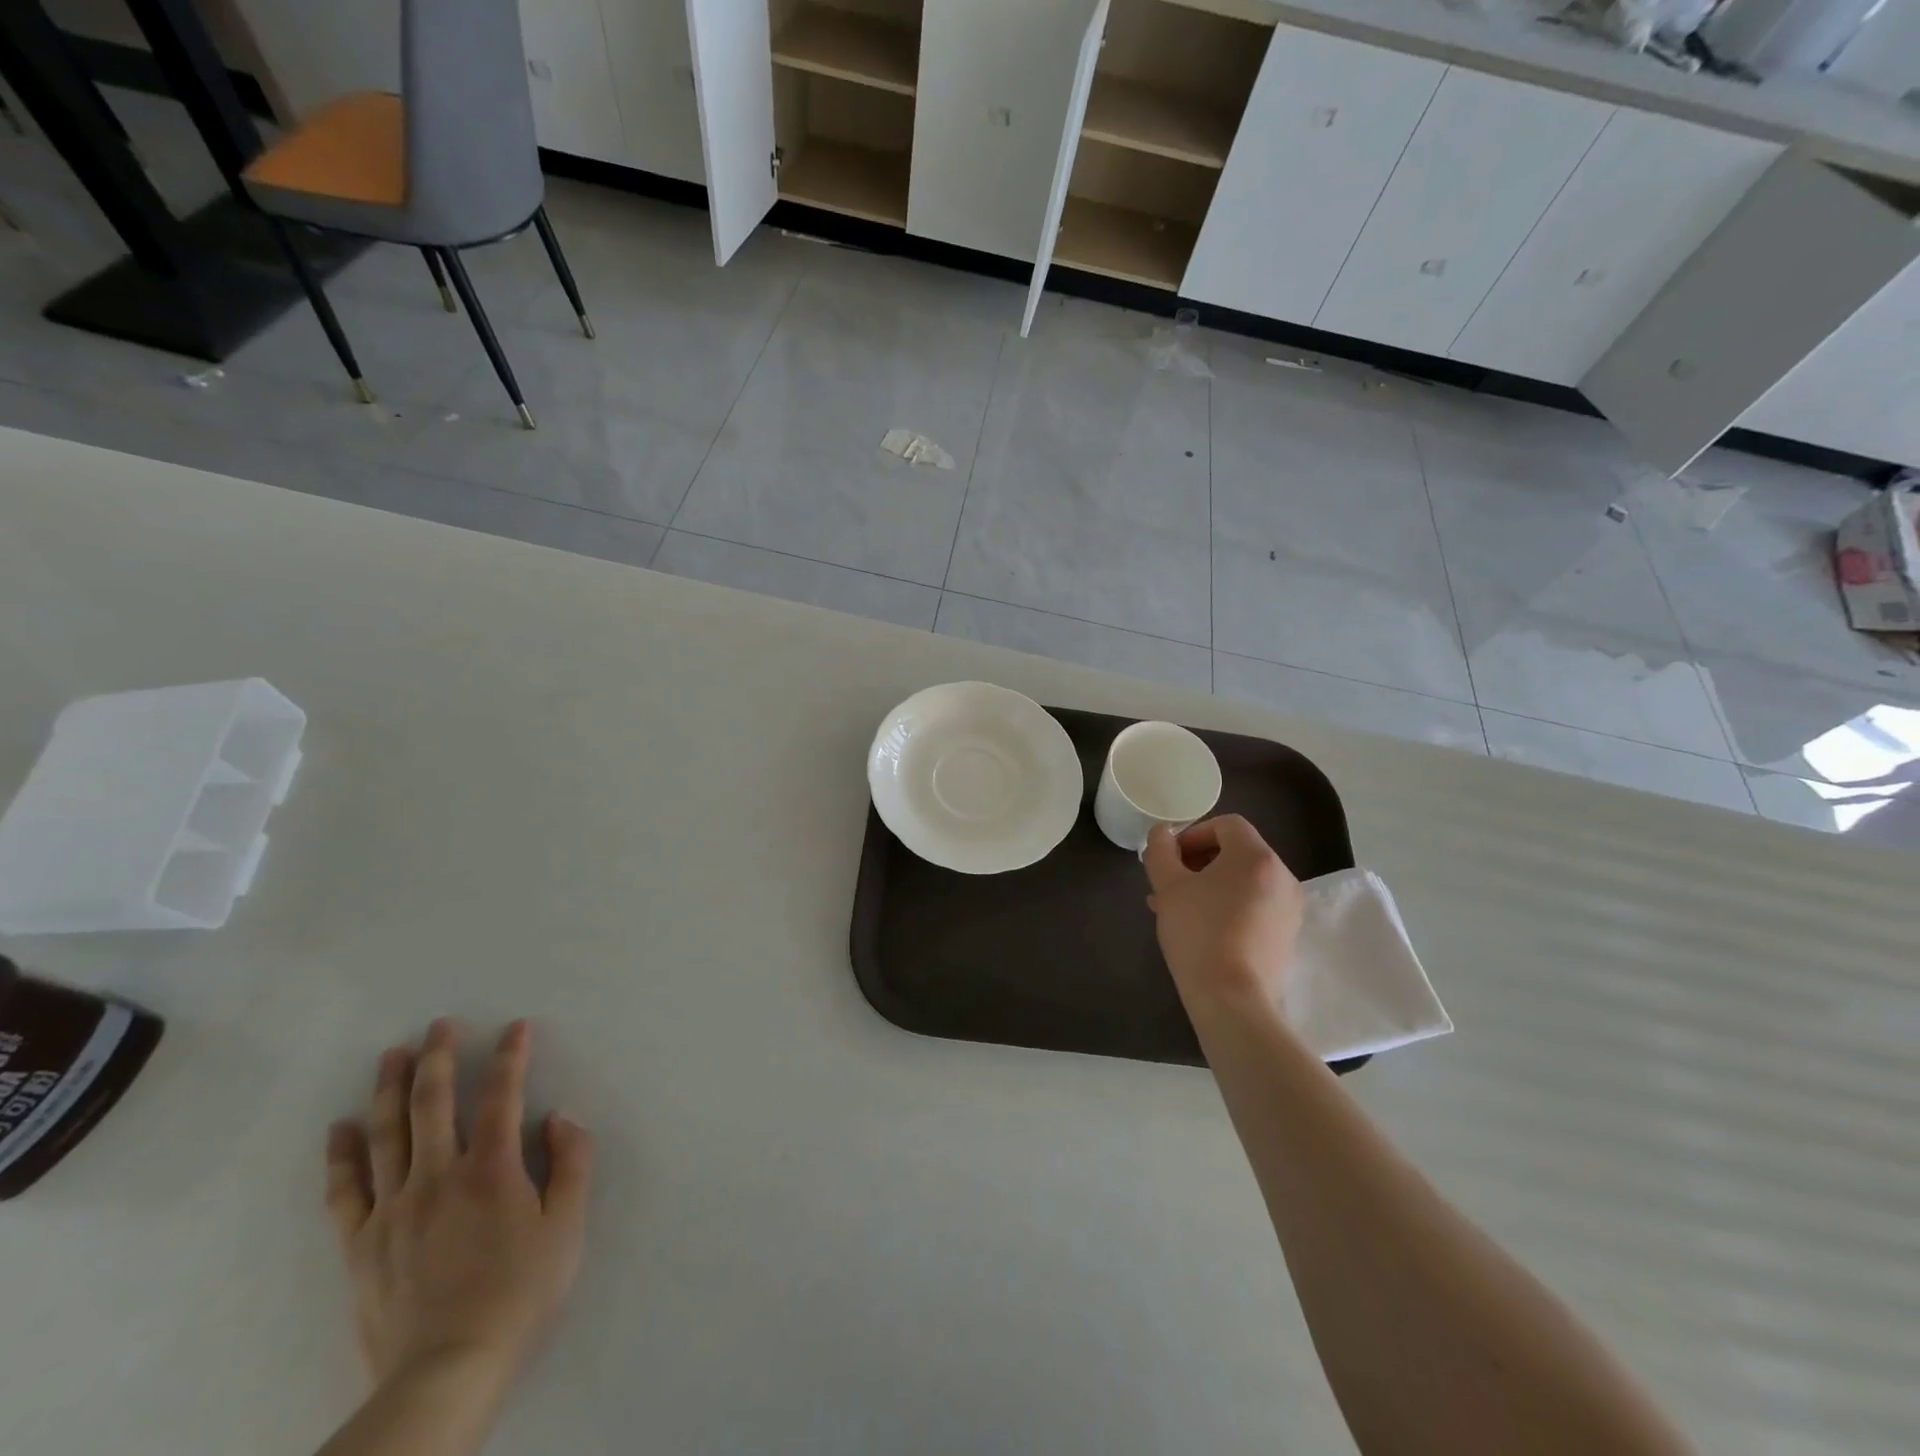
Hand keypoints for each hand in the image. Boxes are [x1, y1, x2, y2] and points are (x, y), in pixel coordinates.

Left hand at [324, 1020, 592, 1401]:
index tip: (516, 1027)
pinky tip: (339, 1129)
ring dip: (390, 1089)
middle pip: (433, 1104)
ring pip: (387, 1135)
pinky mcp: (361, 1243)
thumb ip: (571, 1164)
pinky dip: (341, 1156)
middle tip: (439, 1026)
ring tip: (392, 1055)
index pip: (502, 1096)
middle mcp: (438, 1176)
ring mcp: (393, 1209)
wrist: (447, 1369)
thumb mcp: (567, 1226)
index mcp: (491, 1170)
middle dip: (440, 1058)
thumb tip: (561, 1117)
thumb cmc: (519, 1292)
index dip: (511, 1057)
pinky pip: (345, 1190)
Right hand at [1143, 815, 1303, 1011]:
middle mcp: (1282, 876)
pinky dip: (1229, 906)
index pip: (1227, 825)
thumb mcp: (1168, 886)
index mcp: (1256, 857)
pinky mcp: (1287, 935)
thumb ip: (1160, 851)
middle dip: (1198, 862)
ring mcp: (1289, 908)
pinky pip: (1255, 905)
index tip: (1170, 857)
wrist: (1233, 999)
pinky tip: (1202, 930)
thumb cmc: (1198, 933)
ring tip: (1178, 909)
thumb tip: (1162, 834)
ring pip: (1244, 881)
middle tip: (1169, 884)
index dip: (1193, 833)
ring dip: (1210, 886)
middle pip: (1237, 852)